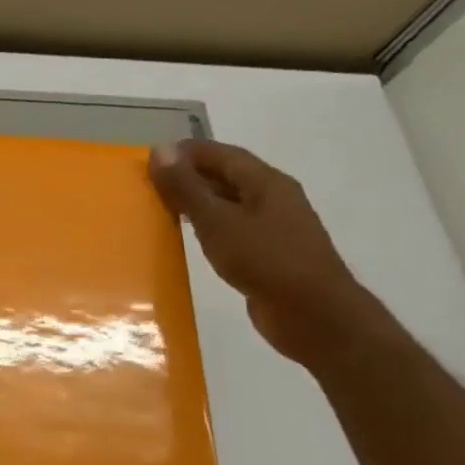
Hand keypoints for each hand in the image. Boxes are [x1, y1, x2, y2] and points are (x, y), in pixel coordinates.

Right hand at [149, 140, 387, 367]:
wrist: (314, 314)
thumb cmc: (265, 259)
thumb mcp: (217, 221)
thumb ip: (187, 187)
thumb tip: (160, 150)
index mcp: (266, 182)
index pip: (221, 154)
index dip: (186, 153)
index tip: (150, 159)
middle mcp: (274, 198)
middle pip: (227, 176)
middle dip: (189, 176)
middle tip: (150, 184)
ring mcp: (274, 227)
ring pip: (229, 203)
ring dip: (198, 202)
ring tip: (163, 208)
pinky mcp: (270, 253)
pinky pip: (233, 229)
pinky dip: (209, 226)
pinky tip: (190, 238)